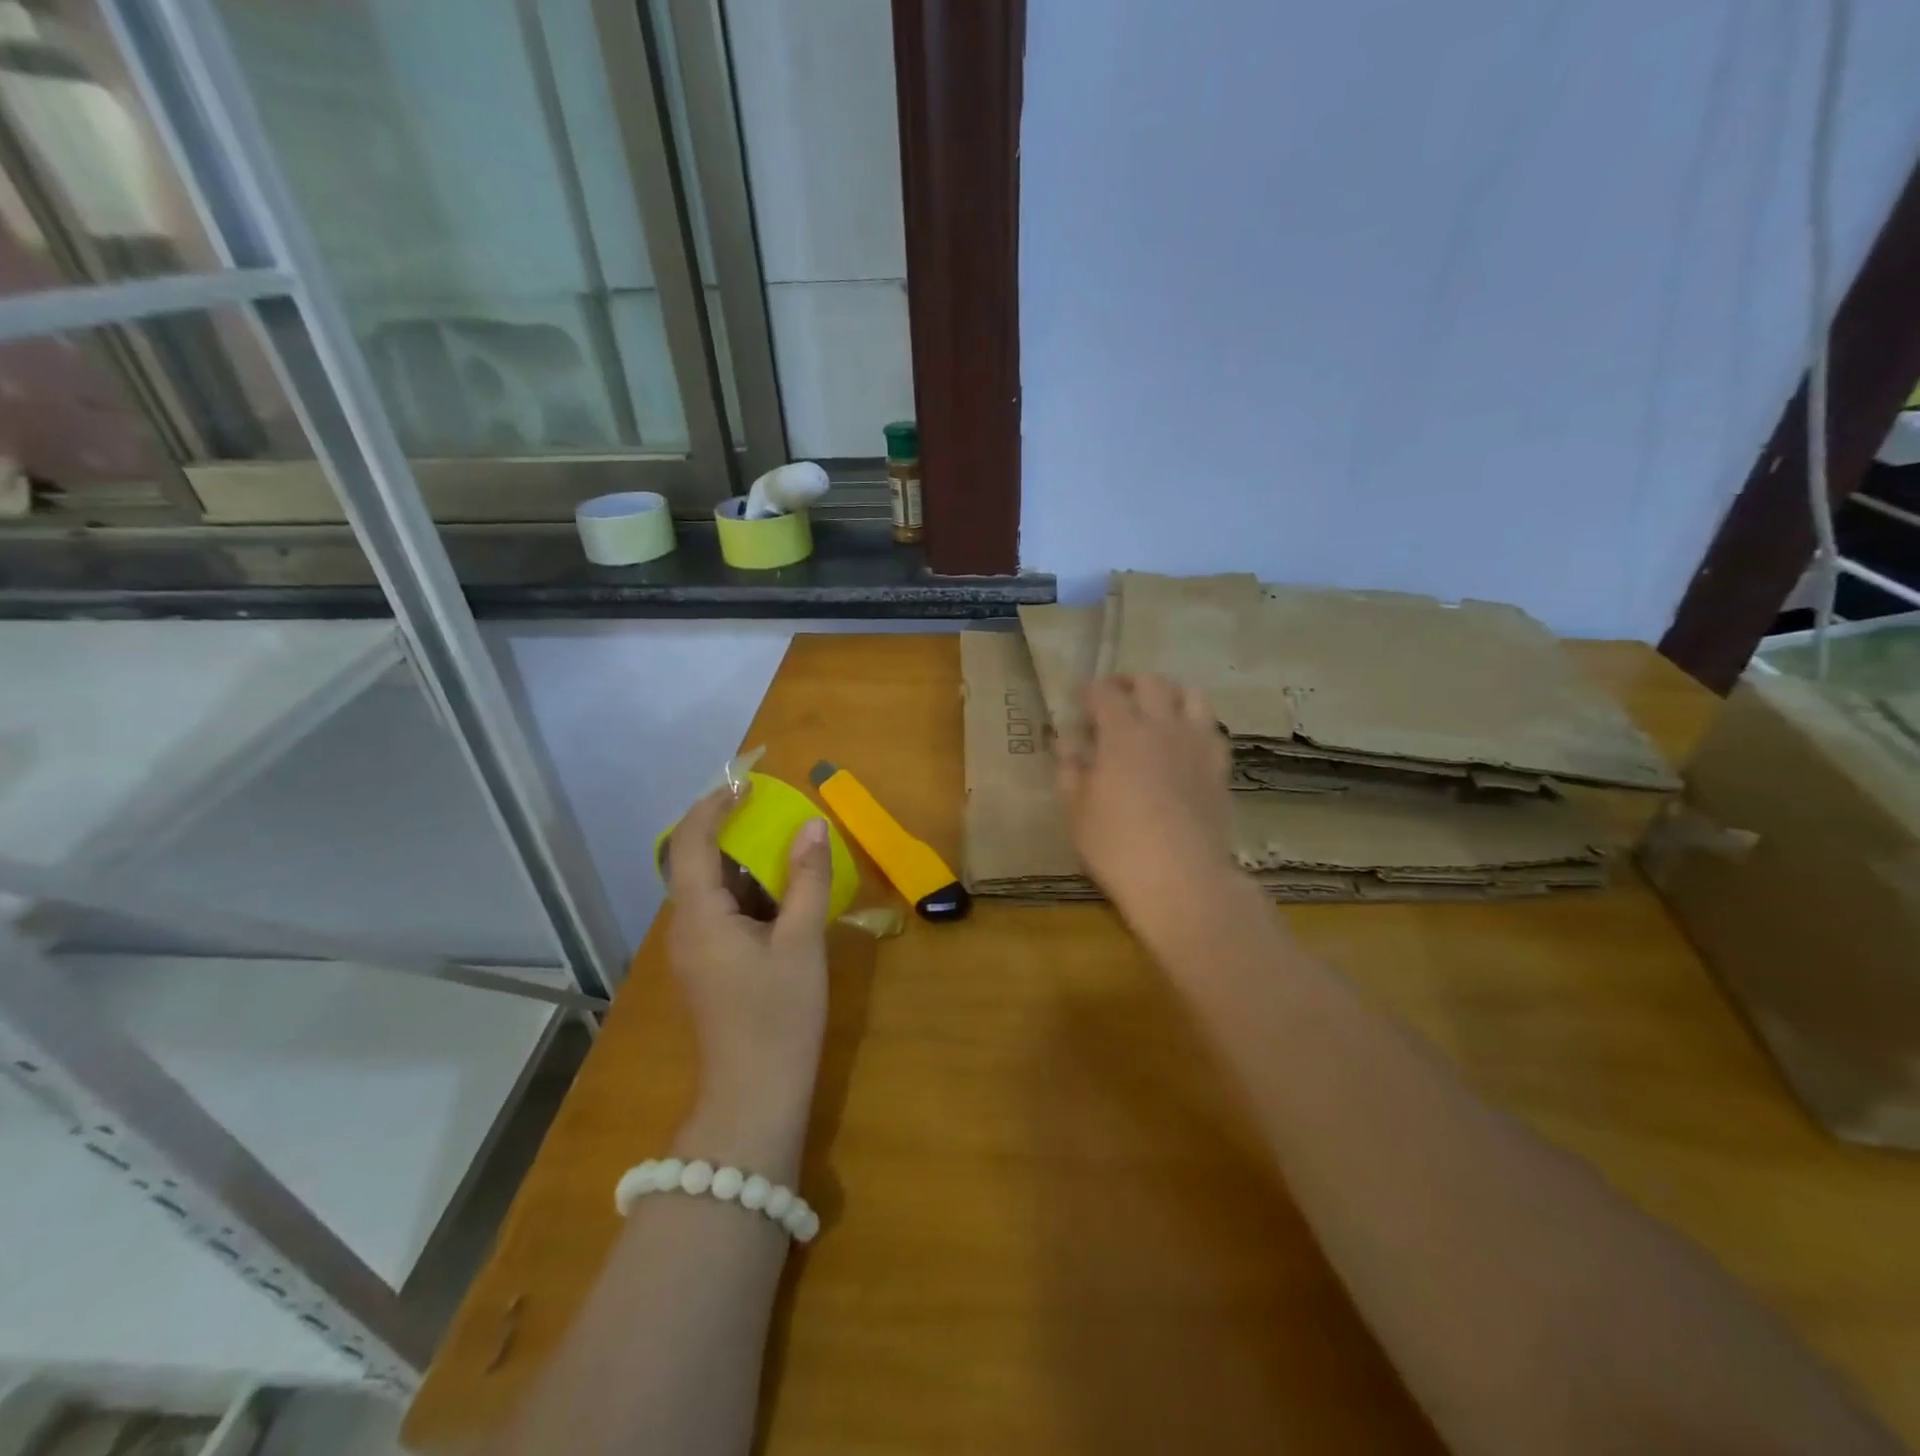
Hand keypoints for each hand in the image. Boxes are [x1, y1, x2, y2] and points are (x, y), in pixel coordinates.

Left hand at [664, 783, 832, 1163]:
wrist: (754, 1099)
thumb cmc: (778, 1016)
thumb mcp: (802, 942)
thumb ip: (806, 879)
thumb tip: (812, 825)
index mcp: (699, 916)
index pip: (692, 842)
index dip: (714, 804)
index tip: (748, 781)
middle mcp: (685, 927)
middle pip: (696, 861)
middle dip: (731, 828)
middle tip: (773, 809)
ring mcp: (694, 950)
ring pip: (711, 889)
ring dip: (744, 861)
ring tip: (785, 846)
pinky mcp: (709, 967)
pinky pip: (722, 912)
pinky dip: (749, 892)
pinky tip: (783, 896)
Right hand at [1056, 674, 1241, 940]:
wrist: (1183, 879)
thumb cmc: (1117, 846)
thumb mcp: (1076, 811)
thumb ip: (1071, 769)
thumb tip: (1067, 742)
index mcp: (1122, 733)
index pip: (1104, 692)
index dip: (1088, 691)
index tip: (1078, 699)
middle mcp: (1162, 727)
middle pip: (1151, 682)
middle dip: (1128, 683)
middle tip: (1114, 700)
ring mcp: (1197, 744)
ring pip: (1192, 695)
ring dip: (1170, 696)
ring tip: (1155, 713)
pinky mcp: (1220, 767)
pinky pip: (1212, 729)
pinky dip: (1196, 725)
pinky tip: (1184, 745)